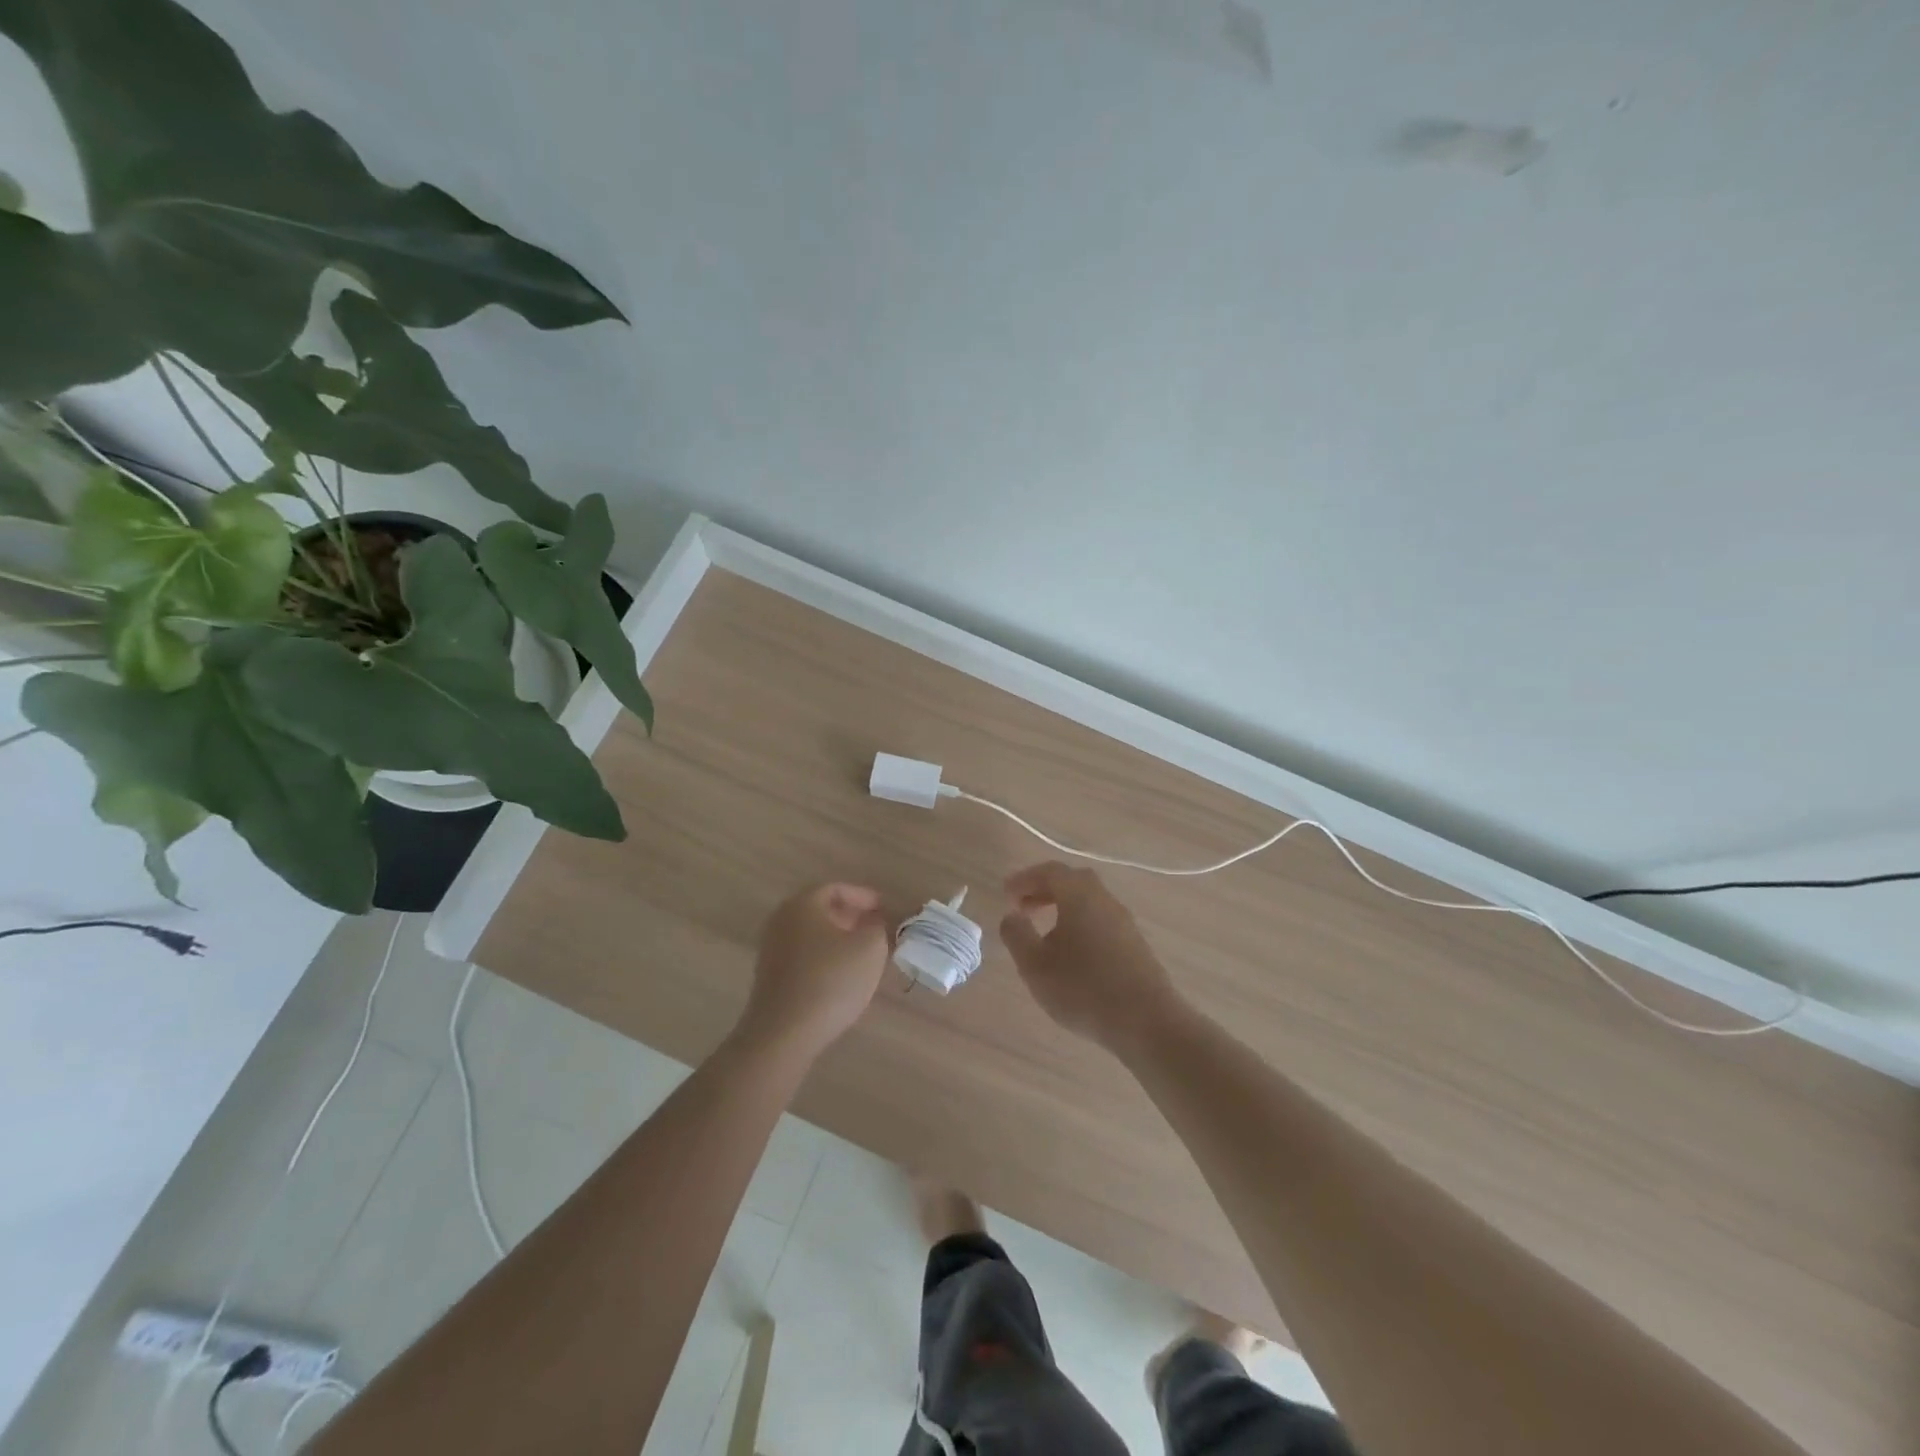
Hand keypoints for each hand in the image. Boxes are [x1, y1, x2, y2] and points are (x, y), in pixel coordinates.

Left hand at [736, 883, 891, 1060]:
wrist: (783, 1034)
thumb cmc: (831, 981)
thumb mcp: (870, 948)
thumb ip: (878, 928)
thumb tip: (874, 924)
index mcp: (803, 904)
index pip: (836, 888)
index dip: (864, 897)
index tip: (885, 909)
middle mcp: (781, 920)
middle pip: (821, 910)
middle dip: (852, 917)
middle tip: (876, 929)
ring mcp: (771, 950)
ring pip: (813, 935)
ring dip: (839, 939)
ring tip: (864, 954)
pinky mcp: (770, 977)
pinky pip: (804, 956)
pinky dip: (825, 958)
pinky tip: (842, 976)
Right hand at [999, 862, 1181, 1052]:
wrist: (1147, 1021)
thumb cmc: (1083, 989)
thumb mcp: (1035, 965)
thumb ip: (1017, 935)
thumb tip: (1011, 916)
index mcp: (1079, 895)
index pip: (1049, 871)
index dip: (1024, 879)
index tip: (1006, 896)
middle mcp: (1104, 899)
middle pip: (1072, 881)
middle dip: (1044, 890)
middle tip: (1023, 909)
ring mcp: (1124, 921)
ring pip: (1088, 902)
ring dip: (1063, 908)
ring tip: (1043, 934)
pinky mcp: (1135, 944)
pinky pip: (1101, 921)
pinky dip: (1080, 924)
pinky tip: (1071, 954)